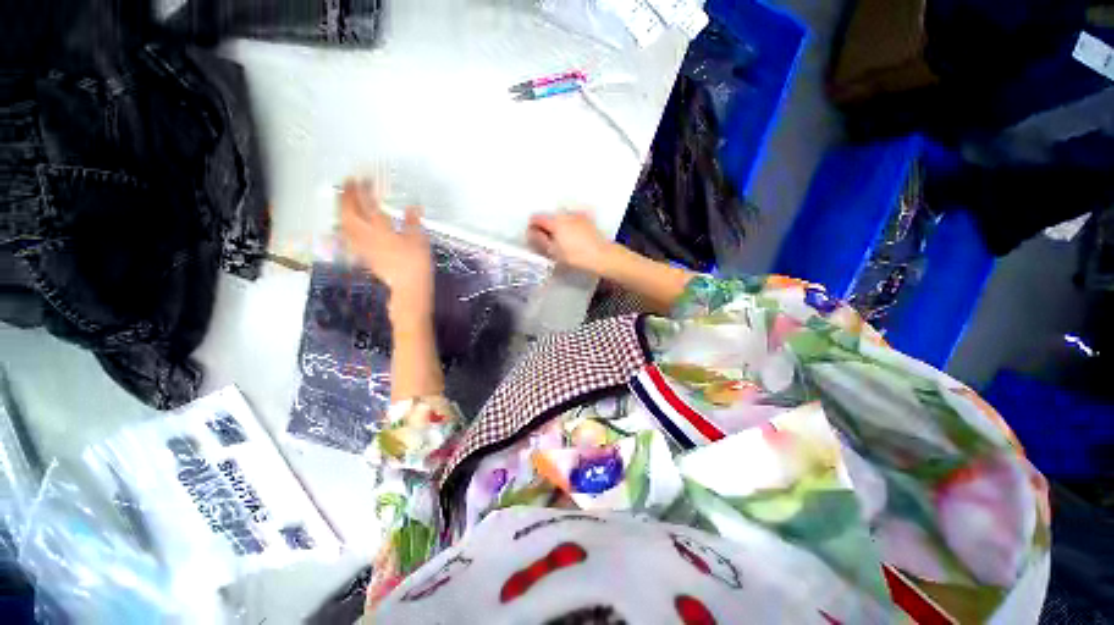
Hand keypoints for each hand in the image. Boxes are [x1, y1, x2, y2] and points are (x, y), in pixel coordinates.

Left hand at [341, 178, 433, 318]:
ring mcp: (363, 247)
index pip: (370, 205)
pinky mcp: (363, 255)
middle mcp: (368, 237)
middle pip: (351, 213)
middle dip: (347, 196)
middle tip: (348, 183)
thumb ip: (413, 222)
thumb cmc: (416, 265)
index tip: (364, 178)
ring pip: (345, 224)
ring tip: (342, 197)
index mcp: (383, 231)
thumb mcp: (420, 241)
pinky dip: (345, 225)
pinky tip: (344, 222)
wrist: (408, 288)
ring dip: (342, 208)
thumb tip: (413, 207)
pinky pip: (348, 236)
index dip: (366, 190)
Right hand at [527, 209, 613, 274]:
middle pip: (549, 217)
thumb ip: (539, 240)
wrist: (601, 255)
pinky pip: (572, 220)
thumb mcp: (553, 251)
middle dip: (545, 227)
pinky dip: (569, 226)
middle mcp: (565, 214)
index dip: (532, 227)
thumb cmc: (575, 256)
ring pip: (561, 218)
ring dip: (558, 226)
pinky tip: (573, 237)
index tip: (534, 237)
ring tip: (562, 241)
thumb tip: (531, 232)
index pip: (536, 218)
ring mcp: (577, 215)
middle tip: (548, 242)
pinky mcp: (587, 219)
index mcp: (555, 221)